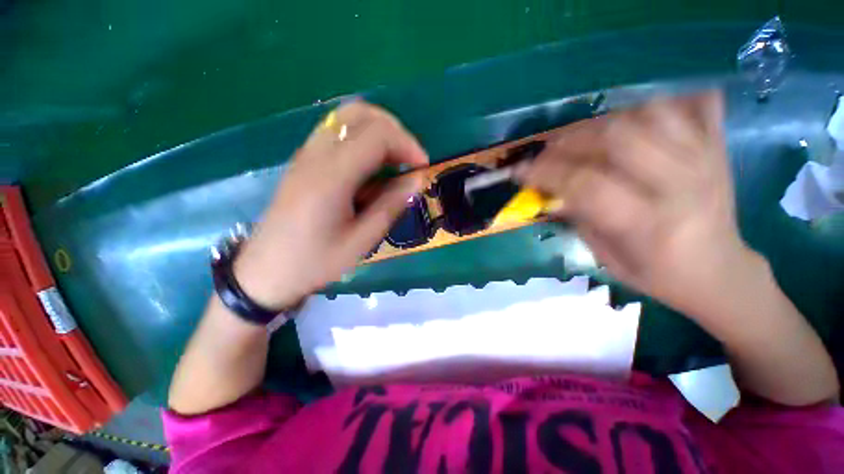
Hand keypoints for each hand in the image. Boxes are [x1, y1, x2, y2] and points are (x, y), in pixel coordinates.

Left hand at [234, 102, 427, 308]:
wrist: (267, 272)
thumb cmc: (316, 261)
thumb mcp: (361, 241)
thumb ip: (391, 205)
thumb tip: (417, 180)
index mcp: (332, 177)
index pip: (377, 135)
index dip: (408, 144)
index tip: (423, 167)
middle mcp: (316, 155)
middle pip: (359, 113)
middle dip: (394, 129)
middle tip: (408, 158)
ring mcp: (306, 154)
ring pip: (346, 117)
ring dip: (378, 131)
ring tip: (393, 161)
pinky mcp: (304, 161)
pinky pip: (337, 132)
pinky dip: (362, 139)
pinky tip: (371, 167)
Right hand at [517, 91, 755, 317]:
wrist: (720, 272)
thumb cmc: (659, 275)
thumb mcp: (606, 258)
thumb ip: (579, 218)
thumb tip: (552, 190)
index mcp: (649, 224)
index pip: (586, 184)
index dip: (546, 173)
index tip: (520, 170)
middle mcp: (681, 184)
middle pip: (617, 138)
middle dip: (571, 140)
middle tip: (549, 151)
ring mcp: (705, 159)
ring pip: (649, 113)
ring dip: (604, 121)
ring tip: (583, 138)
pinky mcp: (718, 148)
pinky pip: (692, 104)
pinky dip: (658, 104)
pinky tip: (634, 119)